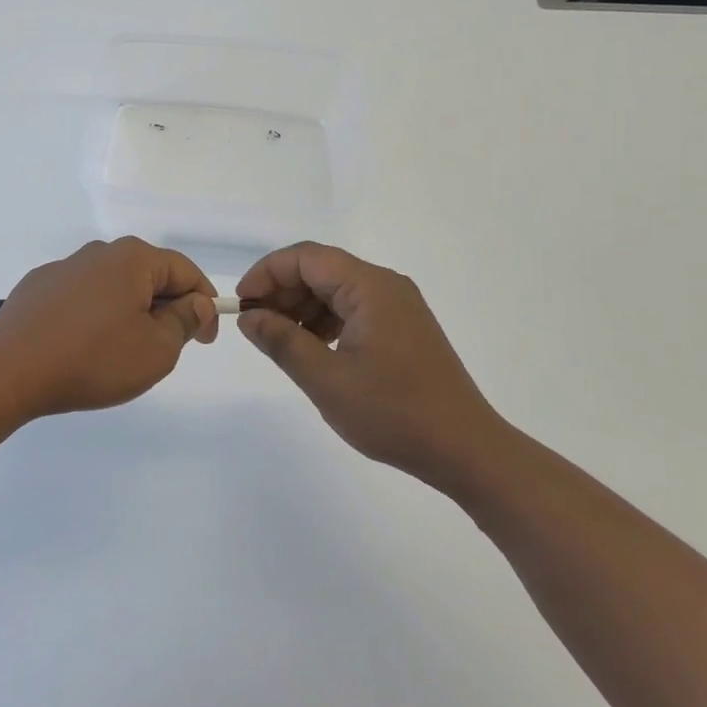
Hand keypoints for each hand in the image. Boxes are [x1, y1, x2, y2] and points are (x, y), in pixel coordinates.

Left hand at [0, 238, 218, 415]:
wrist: (10, 371)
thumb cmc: (94, 359)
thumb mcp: (157, 350)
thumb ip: (184, 321)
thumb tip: (195, 302)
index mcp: (132, 258)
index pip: (184, 271)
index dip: (203, 304)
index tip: (205, 340)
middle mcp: (98, 252)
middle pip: (147, 276)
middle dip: (165, 308)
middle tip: (167, 349)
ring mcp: (63, 268)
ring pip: (113, 287)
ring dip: (129, 313)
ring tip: (123, 352)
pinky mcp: (37, 288)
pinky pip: (81, 297)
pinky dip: (94, 316)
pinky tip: (84, 347)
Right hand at [236, 242, 507, 486]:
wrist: (465, 449)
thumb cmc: (394, 412)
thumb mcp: (326, 380)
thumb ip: (282, 341)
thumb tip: (248, 317)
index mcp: (370, 287)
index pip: (306, 257)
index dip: (267, 273)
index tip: (242, 304)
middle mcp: (385, 285)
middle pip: (320, 269)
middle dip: (282, 291)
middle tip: (255, 326)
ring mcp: (397, 306)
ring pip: (335, 290)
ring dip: (301, 308)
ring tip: (279, 341)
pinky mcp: (401, 327)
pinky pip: (352, 308)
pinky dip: (324, 321)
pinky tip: (311, 349)